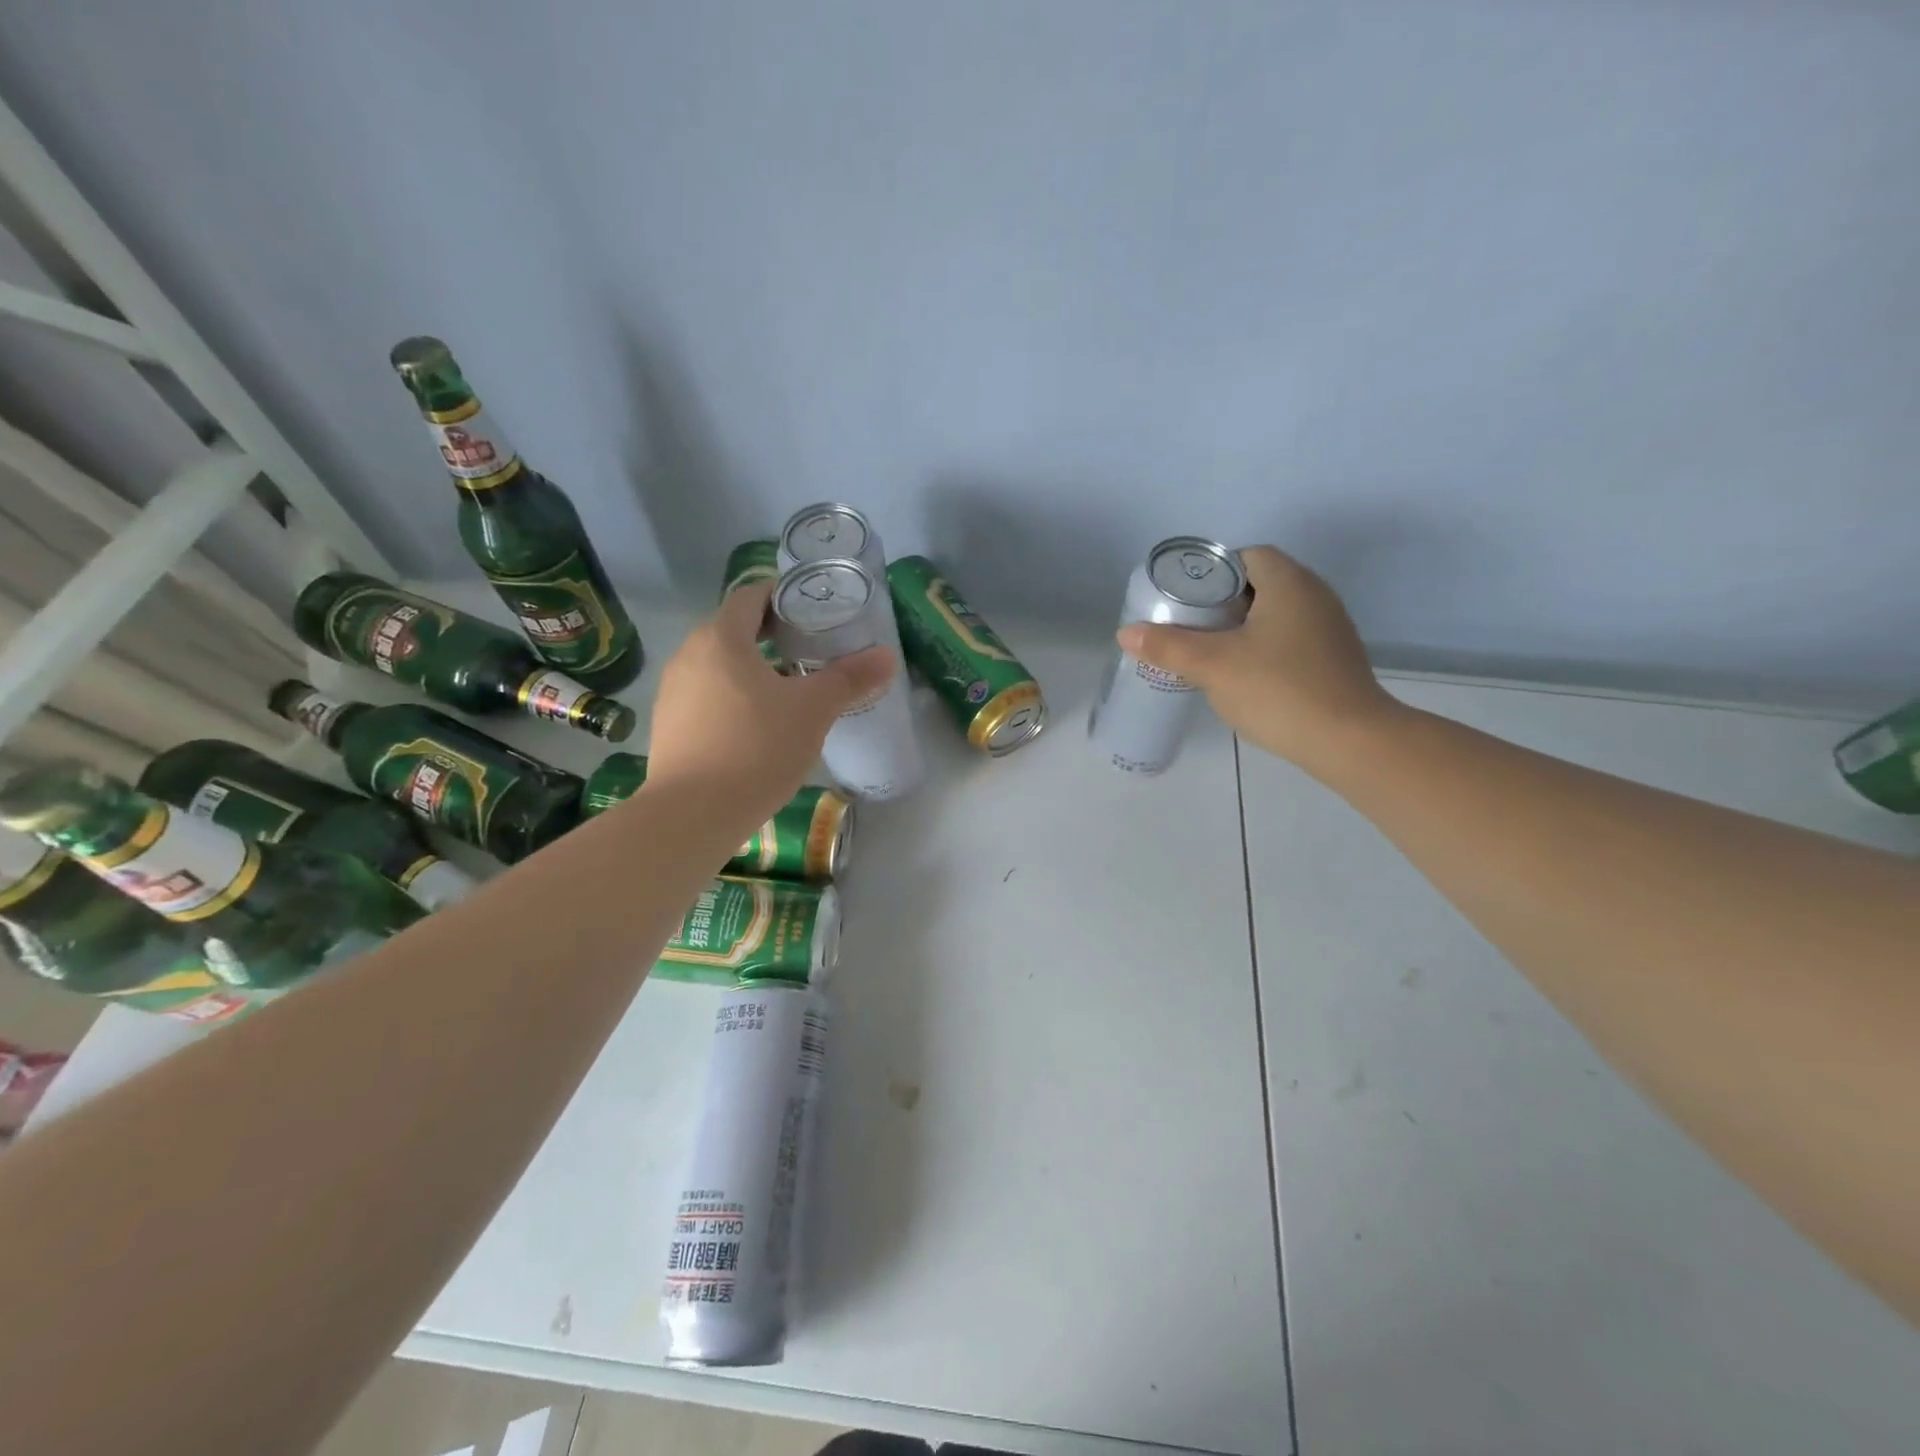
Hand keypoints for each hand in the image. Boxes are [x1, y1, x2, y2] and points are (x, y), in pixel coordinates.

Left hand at [645, 580, 895, 823]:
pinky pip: (706, 697)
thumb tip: (888, 656)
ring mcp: (673, 692)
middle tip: (811, 649)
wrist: (692, 814)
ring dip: (752, 669)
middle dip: (772, 635)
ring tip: (788, 689)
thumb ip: (849, 679)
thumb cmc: (756, 747)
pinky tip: (757, 727)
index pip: (750, 596)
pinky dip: (733, 698)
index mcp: (721, 638)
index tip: (812, 610)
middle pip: (733, 630)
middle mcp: (689, 655)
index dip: (782, 596)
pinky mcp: (669, 726)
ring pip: (719, 666)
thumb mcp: (812, 710)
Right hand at [1117, 544, 1400, 770]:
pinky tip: (1245, 678)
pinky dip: (1264, 649)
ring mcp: (1330, 629)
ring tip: (1211, 653)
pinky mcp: (1334, 660)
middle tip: (1190, 627)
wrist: (1349, 741)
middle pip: (1260, 584)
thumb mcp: (1213, 666)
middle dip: (1222, 603)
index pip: (1247, 556)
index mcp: (1289, 583)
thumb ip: (1168, 646)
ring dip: (1243, 628)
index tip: (1187, 600)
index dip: (1213, 572)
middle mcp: (1315, 596)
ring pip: (1276, 614)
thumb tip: (1126, 632)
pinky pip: (1291, 640)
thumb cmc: (1279, 690)